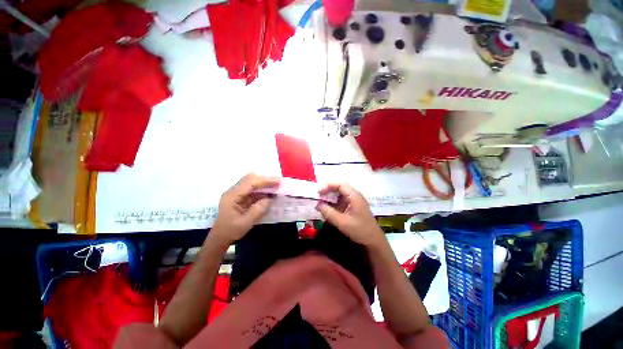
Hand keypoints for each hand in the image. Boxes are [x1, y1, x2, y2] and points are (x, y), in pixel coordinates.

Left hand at [211, 173, 279, 244]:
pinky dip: (262, 189)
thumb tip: (270, 198)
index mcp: (232, 196)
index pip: (250, 182)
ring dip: (264, 183)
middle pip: (250, 178)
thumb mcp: (246, 223)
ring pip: (252, 182)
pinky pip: (252, 189)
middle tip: (279, 182)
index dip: (265, 180)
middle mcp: (233, 191)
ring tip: (276, 186)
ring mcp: (236, 193)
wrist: (220, 237)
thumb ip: (259, 209)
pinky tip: (269, 192)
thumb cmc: (231, 231)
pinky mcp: (240, 196)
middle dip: (266, 179)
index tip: (278, 182)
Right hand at [316, 183, 384, 247]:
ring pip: (340, 195)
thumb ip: (328, 212)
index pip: (340, 185)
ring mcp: (355, 202)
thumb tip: (318, 204)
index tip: (318, 192)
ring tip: (320, 203)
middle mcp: (355, 196)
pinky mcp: (353, 208)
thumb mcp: (342, 222)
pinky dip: (334, 204)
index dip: (328, 186)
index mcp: (354, 196)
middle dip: (328, 191)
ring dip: (330, 198)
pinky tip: (328, 209)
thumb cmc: (360, 231)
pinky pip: (342, 202)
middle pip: (340, 188)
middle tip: (317, 197)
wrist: (374, 242)